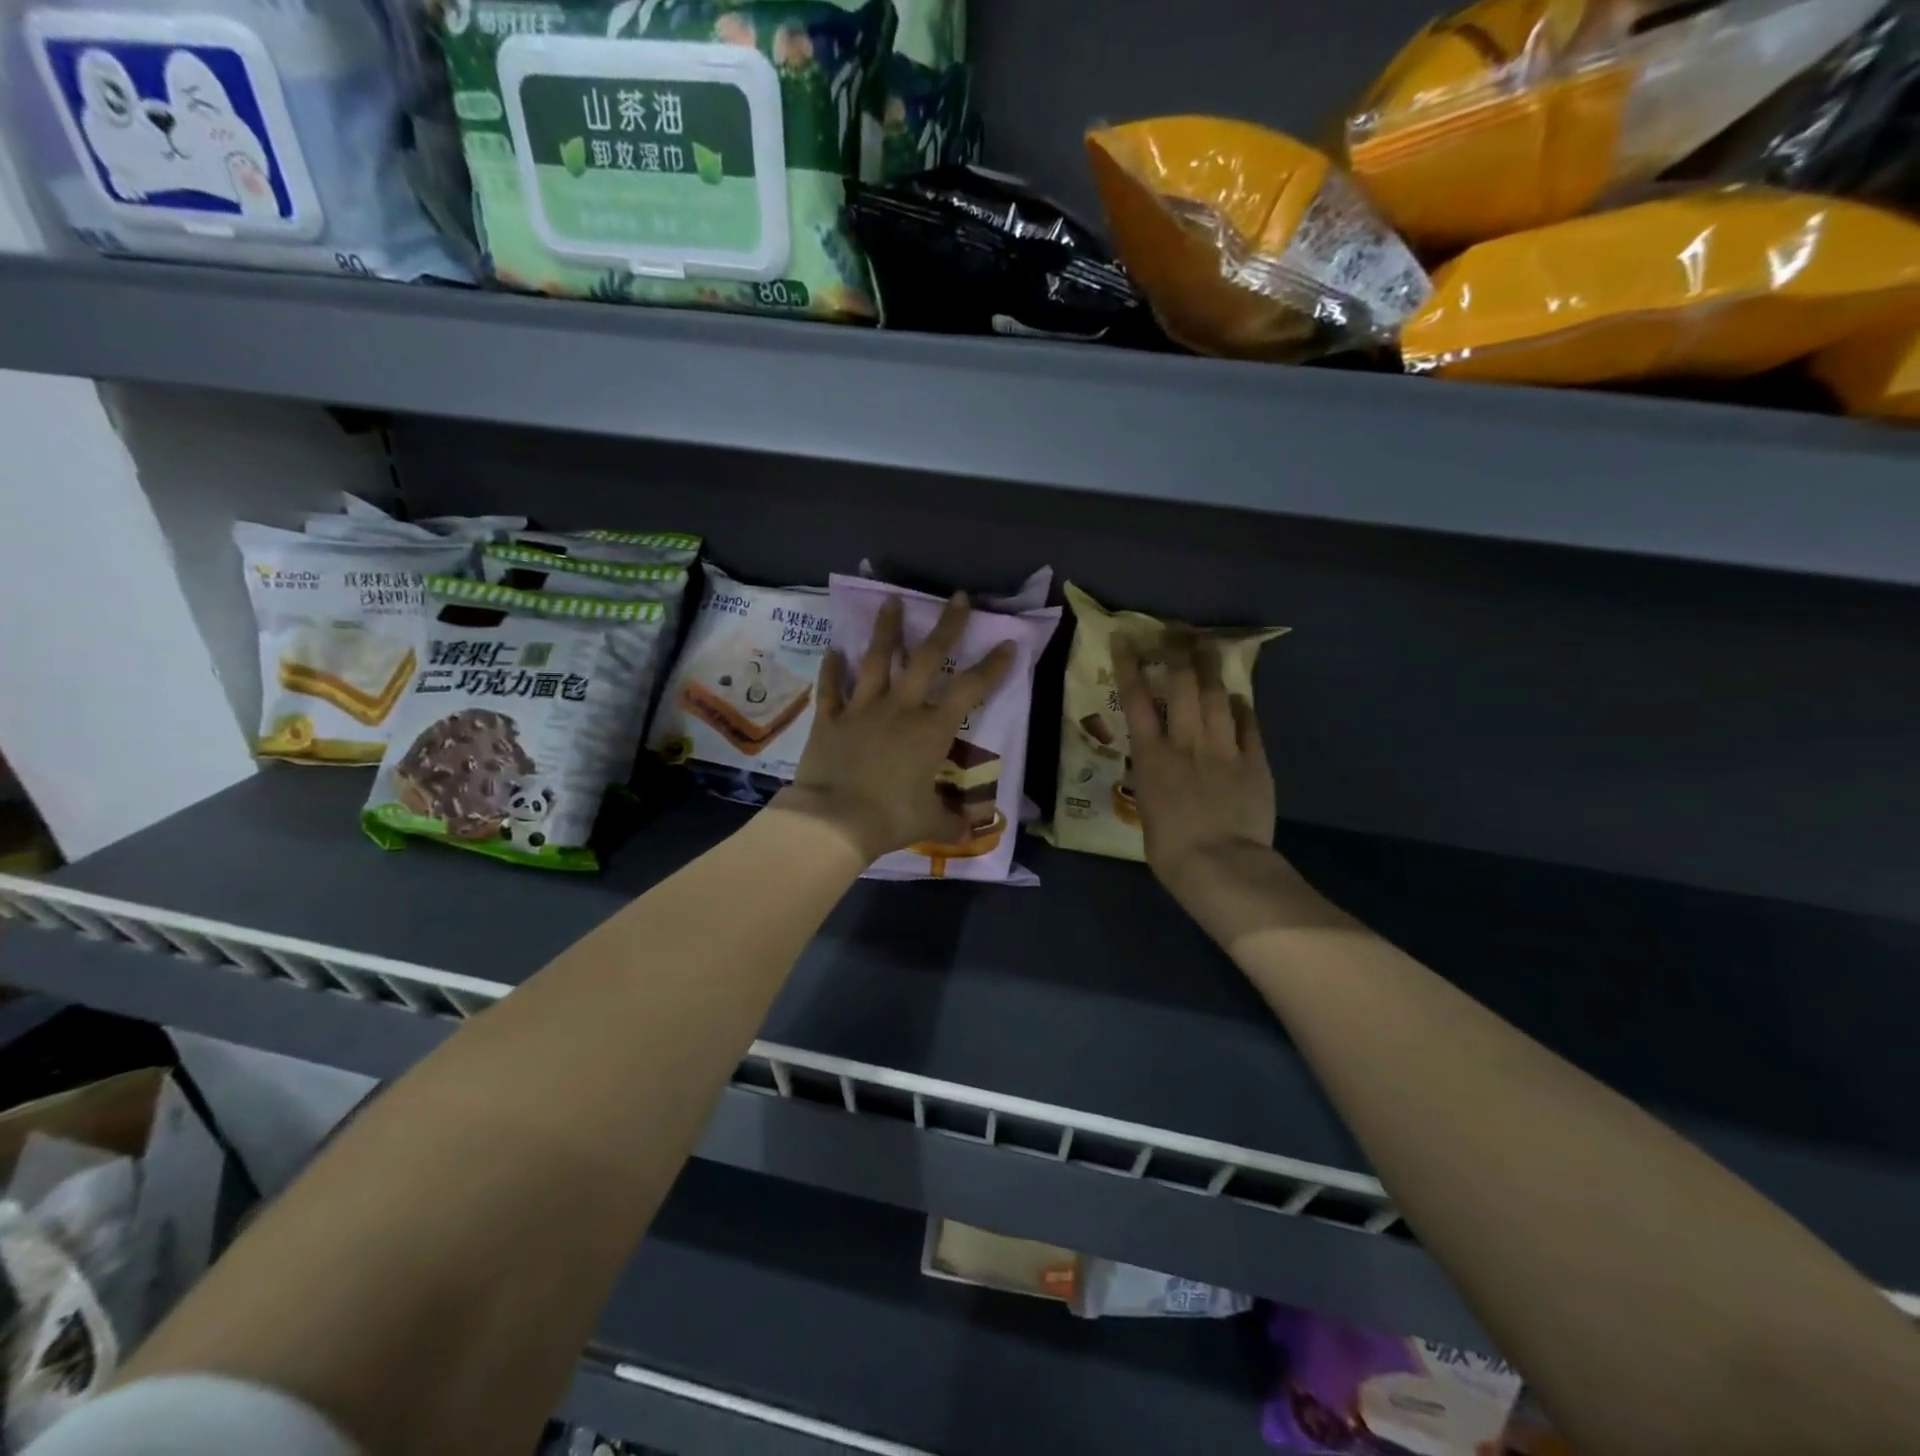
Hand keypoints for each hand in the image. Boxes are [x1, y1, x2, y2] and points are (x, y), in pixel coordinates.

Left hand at [774, 593, 1013, 863]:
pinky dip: (832, 668)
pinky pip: (831, 687)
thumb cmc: (890, 818)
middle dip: (946, 626)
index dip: (993, 666)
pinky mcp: (830, 718)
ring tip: (891, 601)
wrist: (834, 821)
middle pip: (927, 658)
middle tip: (957, 597)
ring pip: (876, 660)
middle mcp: (901, 708)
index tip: (1009, 643)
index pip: (971, 690)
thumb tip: (975, 829)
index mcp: (932, 729)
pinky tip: (833, 649)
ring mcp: (863, 709)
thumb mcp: (931, 821)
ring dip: (887, 630)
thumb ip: (955, 821)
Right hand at [1113, 633, 1274, 891]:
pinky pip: (1248, 725)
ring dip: (1211, 668)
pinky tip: (1239, 696)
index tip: (1125, 638)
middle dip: (1178, 652)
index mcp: (1152, 756)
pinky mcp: (1255, 761)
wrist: (1220, 864)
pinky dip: (1242, 707)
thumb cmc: (1170, 849)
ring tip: (1209, 646)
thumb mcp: (1148, 808)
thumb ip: (1154, 779)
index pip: (1136, 699)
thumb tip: (1159, 768)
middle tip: (1177, 631)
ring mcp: (1224, 749)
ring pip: (1217, 696)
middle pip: (1182, 685)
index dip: (1130, 664)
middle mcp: (1186, 742)